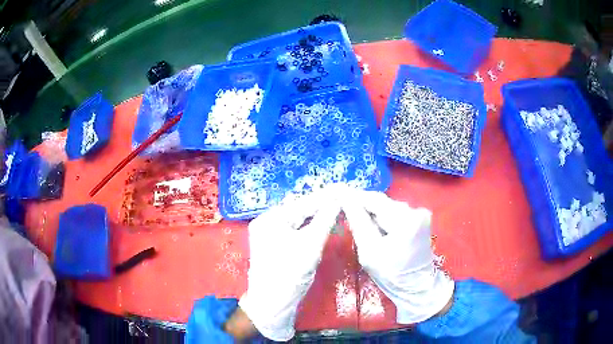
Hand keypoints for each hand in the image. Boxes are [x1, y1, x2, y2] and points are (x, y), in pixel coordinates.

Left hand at [239, 187, 340, 340]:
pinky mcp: (276, 247)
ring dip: (317, 215)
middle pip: (299, 210)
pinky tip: (323, 222)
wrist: (272, 305)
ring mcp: (269, 236)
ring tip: (337, 205)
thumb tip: (338, 199)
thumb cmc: (290, 274)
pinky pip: (296, 232)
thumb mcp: (310, 245)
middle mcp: (267, 223)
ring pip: (298, 221)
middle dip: (321, 204)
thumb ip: (325, 219)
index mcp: (270, 219)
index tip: (344, 187)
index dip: (325, 196)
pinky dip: (310, 227)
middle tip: (343, 196)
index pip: (303, 203)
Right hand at [341, 188, 453, 323]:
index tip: (337, 194)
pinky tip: (376, 226)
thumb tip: (345, 200)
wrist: (417, 285)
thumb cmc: (391, 274)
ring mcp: (420, 213)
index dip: (354, 196)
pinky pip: (396, 211)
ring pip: (388, 206)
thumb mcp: (369, 252)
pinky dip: (383, 216)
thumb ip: (358, 223)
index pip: (374, 200)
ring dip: (373, 211)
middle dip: (363, 204)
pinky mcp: (421, 217)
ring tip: (358, 219)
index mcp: (405, 220)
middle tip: (344, 207)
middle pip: (382, 202)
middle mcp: (415, 210)